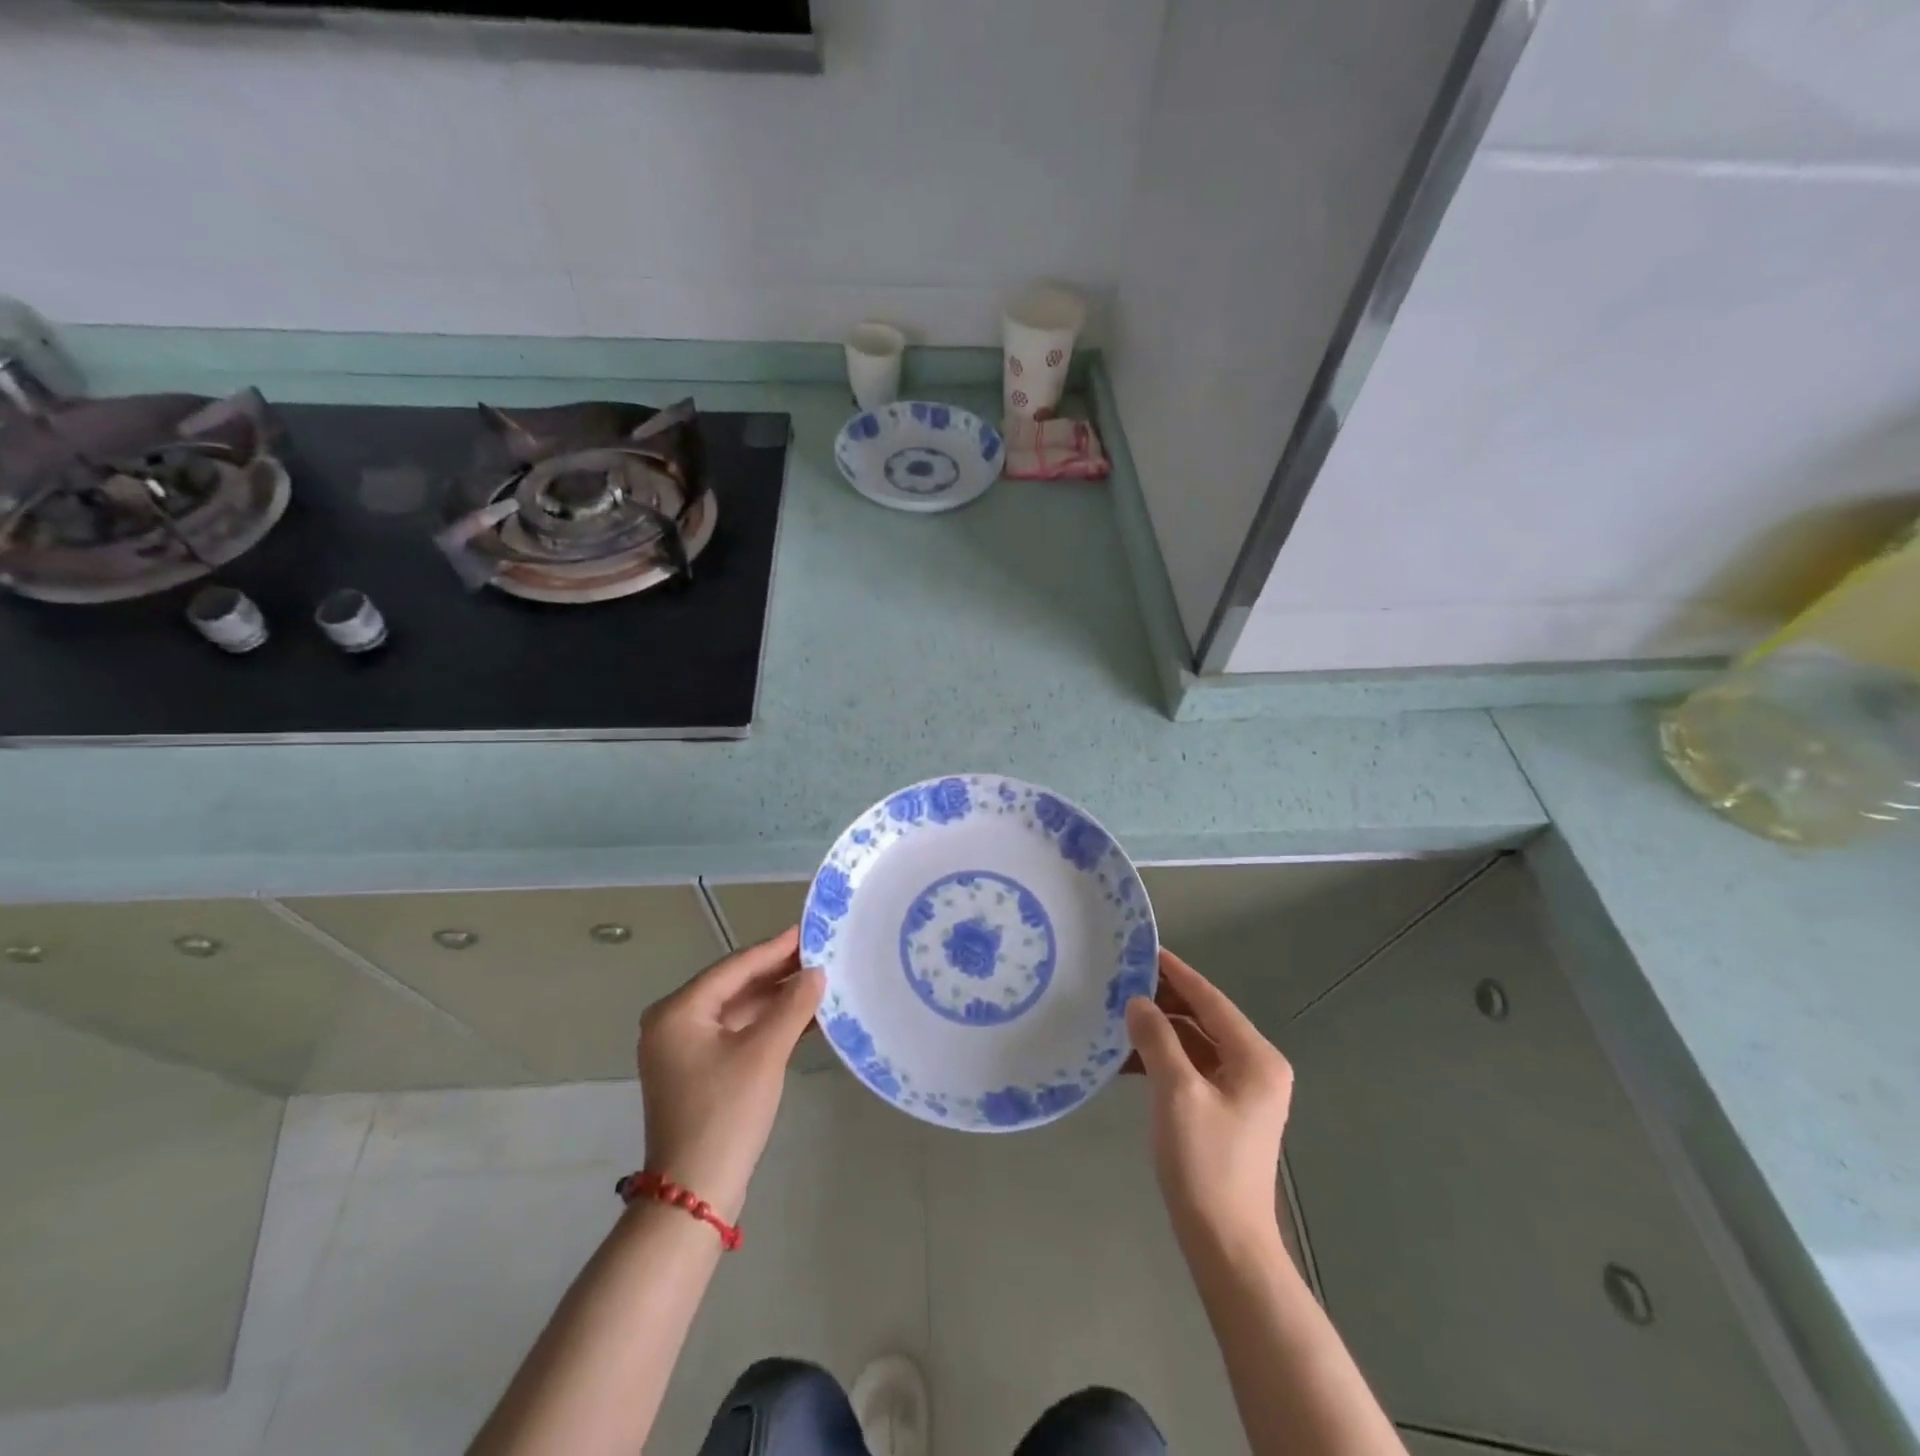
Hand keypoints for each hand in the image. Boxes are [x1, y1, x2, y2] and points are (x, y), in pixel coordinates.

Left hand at [636, 926, 823, 1223]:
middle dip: (778, 973)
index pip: (734, 967)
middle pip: (735, 986)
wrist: (695, 1194)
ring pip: (739, 1011)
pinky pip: (738, 1034)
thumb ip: (792, 1006)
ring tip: (819, 982)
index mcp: (678, 1011)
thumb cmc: (725, 1113)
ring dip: (777, 1000)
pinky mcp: (700, 1072)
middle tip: (821, 955)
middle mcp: (675, 1023)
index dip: (774, 949)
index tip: (809, 931)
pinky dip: (768, 1025)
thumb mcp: (764, 1053)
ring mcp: (685, 1050)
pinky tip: (804, 1018)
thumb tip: (816, 972)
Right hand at [1125, 949, 1293, 1248]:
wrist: (1226, 1244)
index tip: (1142, 949)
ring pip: (1195, 1043)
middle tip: (1120, 981)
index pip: (1210, 999)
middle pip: (1204, 1018)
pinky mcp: (1224, 1110)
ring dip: (1159, 1031)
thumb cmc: (1205, 1163)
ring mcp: (1241, 1090)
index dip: (1176, 973)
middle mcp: (1255, 1066)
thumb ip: (1157, 1039)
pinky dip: (1163, 1059)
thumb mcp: (1176, 1092)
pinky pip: (1191, 1068)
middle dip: (1163, 1001)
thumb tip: (1137, 1001)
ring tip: (1117, 1015)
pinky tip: (1127, 1059)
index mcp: (1255, 1058)